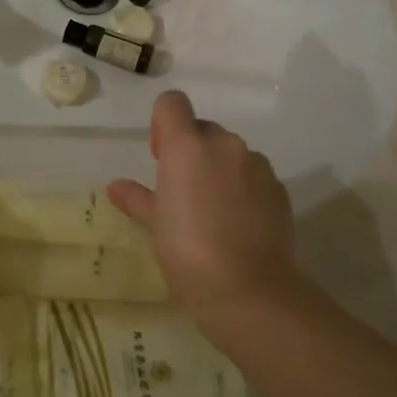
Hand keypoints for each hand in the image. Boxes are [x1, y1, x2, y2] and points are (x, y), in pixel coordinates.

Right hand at [107, 90, 299, 325]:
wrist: (251, 292)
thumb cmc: (188, 252)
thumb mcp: (154, 225)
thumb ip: (136, 198)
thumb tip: (116, 187)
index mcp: (186, 146)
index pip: (172, 103)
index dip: (162, 122)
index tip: (159, 156)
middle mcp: (224, 145)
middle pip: (203, 129)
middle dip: (191, 150)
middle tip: (181, 191)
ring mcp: (256, 166)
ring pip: (231, 154)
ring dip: (219, 169)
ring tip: (212, 211)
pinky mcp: (280, 190)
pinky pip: (254, 177)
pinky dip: (244, 189)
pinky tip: (238, 225)